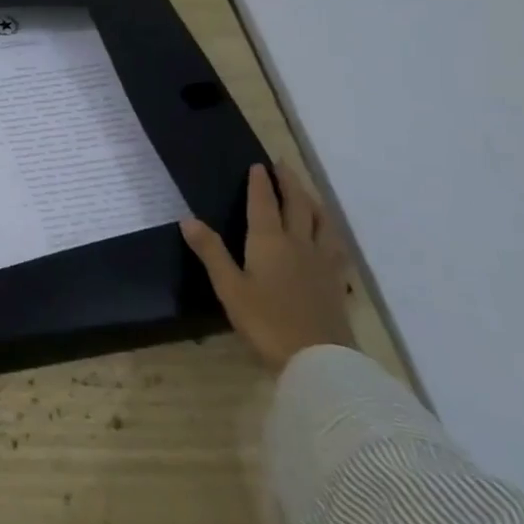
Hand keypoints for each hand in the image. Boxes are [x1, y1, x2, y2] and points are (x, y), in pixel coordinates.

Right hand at [181, 163, 353, 372]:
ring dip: (313, 202)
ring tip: (307, 192)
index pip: (264, 204)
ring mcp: (322, 262)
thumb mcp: (229, 287)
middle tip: (283, 166)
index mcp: (269, 241)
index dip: (260, 183)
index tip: (258, 164)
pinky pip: (336, 246)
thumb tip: (188, 219)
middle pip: (298, 205)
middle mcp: (299, 244)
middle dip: (289, 183)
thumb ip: (210, 251)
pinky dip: (330, 232)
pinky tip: (329, 237)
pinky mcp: (336, 281)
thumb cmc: (265, 321)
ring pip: (322, 222)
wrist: (318, 358)